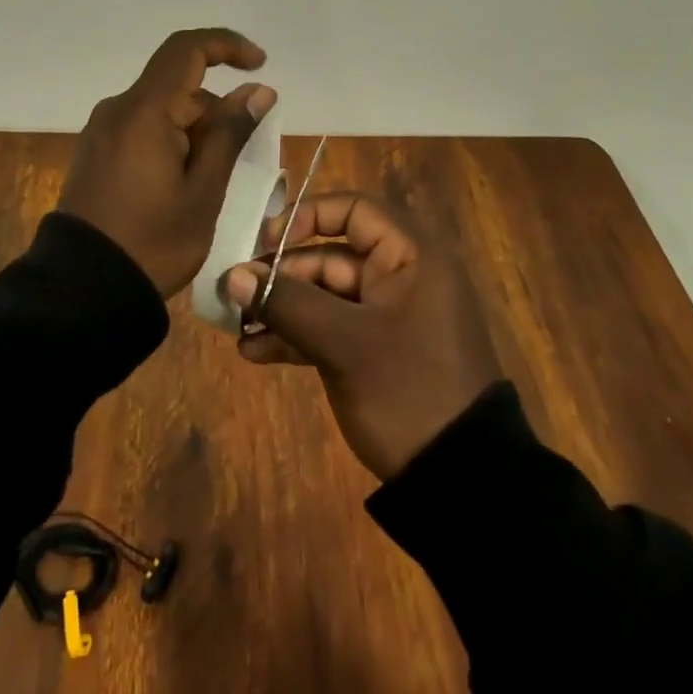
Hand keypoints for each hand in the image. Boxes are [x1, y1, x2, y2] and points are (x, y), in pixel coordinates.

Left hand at [58, 28, 277, 299]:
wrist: (82, 290)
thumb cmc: (152, 242)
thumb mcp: (203, 191)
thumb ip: (229, 134)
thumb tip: (257, 90)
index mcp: (143, 111)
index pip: (186, 49)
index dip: (226, 46)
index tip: (260, 64)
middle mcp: (117, 110)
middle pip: (178, 88)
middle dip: (216, 112)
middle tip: (244, 161)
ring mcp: (101, 132)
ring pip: (162, 112)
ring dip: (195, 132)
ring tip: (212, 185)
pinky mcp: (95, 153)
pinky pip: (142, 130)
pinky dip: (171, 143)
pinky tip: (182, 186)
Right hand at [222, 193, 501, 480]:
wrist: (462, 483)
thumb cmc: (409, 390)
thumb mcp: (344, 343)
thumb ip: (286, 303)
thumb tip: (231, 275)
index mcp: (410, 257)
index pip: (353, 210)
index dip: (307, 217)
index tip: (266, 243)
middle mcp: (399, 277)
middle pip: (329, 256)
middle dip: (280, 276)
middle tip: (237, 295)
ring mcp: (386, 318)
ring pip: (323, 296)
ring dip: (281, 310)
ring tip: (238, 329)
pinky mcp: (374, 352)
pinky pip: (329, 329)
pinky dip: (296, 337)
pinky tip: (256, 353)